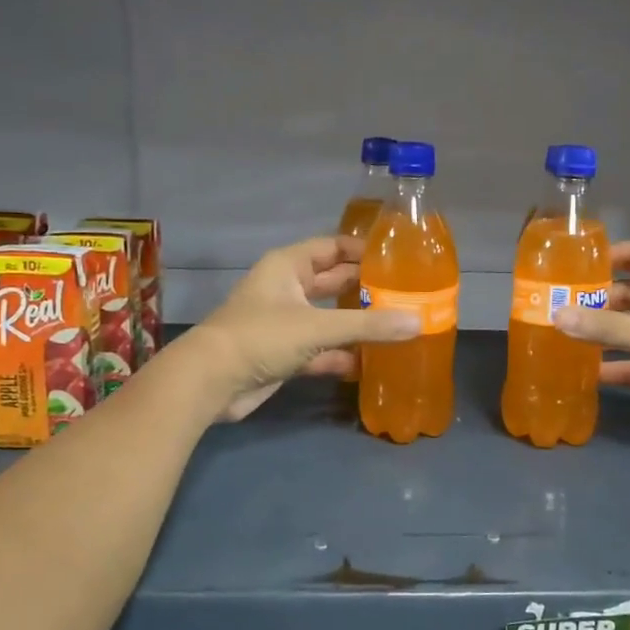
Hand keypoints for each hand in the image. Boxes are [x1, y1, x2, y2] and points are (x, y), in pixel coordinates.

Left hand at [190, 235, 419, 420]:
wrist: (211, 382)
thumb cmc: (261, 336)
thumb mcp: (317, 326)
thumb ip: (368, 325)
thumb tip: (418, 322)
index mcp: (288, 266)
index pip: (332, 247)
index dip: (362, 250)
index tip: (398, 258)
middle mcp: (287, 289)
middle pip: (333, 282)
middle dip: (365, 288)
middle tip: (407, 293)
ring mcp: (284, 324)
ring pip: (328, 318)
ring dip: (356, 324)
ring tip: (397, 326)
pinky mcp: (284, 355)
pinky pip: (320, 350)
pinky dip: (341, 355)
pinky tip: (370, 362)